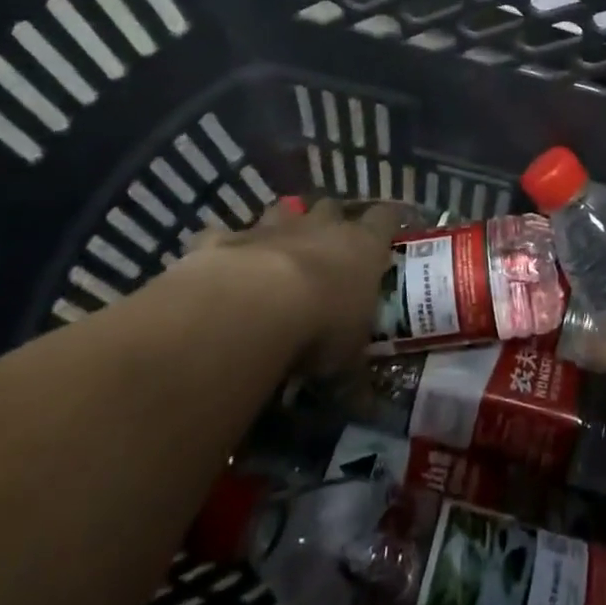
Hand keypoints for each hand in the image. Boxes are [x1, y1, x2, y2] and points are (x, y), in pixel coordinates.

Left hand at [188, 198, 399, 374]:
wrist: (253, 308)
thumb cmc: (321, 327)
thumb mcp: (349, 355)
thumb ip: (353, 361)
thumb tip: (364, 398)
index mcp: (362, 246)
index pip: (384, 218)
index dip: (386, 222)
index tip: (387, 230)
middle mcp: (319, 226)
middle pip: (331, 206)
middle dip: (328, 220)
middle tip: (326, 248)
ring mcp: (270, 228)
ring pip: (280, 210)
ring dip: (279, 227)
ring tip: (275, 251)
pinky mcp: (224, 240)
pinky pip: (223, 237)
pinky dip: (223, 249)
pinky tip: (219, 269)